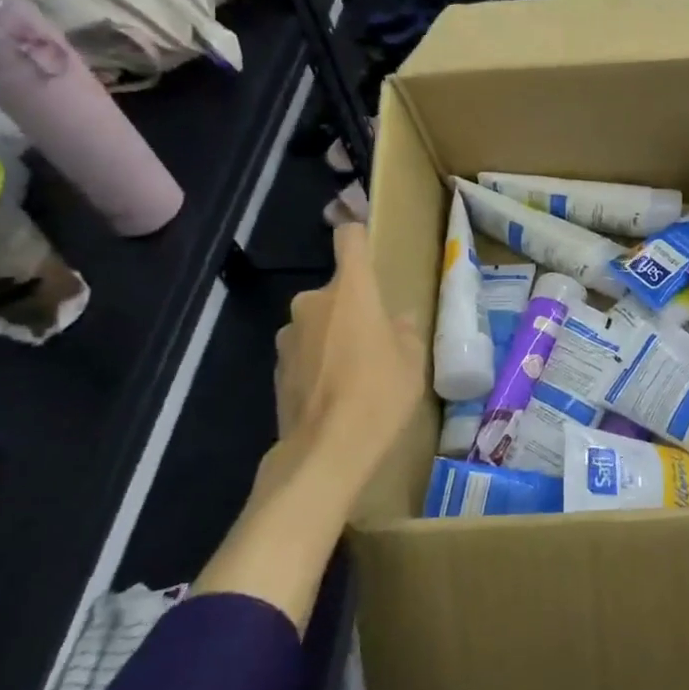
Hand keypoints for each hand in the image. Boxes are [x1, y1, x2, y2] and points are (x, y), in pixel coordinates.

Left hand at [256, 223, 423, 504]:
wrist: (325, 452)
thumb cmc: (380, 394)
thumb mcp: (412, 361)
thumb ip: (404, 331)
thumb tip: (395, 321)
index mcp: (351, 291)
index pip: (350, 240)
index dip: (359, 237)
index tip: (368, 247)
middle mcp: (312, 303)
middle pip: (337, 291)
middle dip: (353, 308)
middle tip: (376, 340)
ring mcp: (288, 336)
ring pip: (318, 323)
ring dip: (333, 336)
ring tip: (355, 372)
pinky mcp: (276, 368)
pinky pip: (304, 352)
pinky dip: (318, 363)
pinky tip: (334, 394)